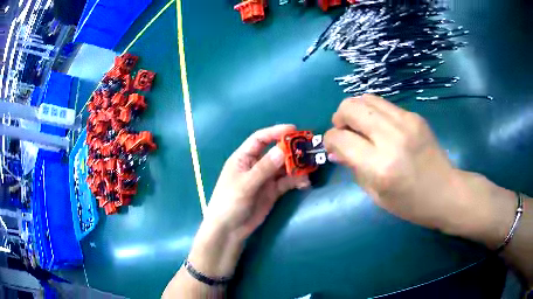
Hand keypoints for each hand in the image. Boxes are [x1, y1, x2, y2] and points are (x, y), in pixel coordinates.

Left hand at [205, 124, 310, 240]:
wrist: (229, 230)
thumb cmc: (230, 203)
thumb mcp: (245, 184)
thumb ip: (264, 168)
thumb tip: (282, 150)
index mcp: (243, 158)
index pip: (260, 139)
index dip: (275, 132)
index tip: (293, 130)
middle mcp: (256, 165)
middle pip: (275, 152)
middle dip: (291, 150)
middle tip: (307, 150)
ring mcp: (265, 179)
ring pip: (284, 167)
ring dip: (296, 167)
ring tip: (309, 170)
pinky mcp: (273, 191)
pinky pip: (287, 182)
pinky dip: (296, 181)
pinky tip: (304, 184)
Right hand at [324, 95, 479, 231]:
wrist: (445, 192)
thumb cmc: (409, 203)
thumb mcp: (375, 195)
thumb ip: (353, 168)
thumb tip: (336, 149)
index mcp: (380, 166)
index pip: (341, 138)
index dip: (329, 139)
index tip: (332, 146)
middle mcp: (392, 137)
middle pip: (351, 107)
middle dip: (339, 117)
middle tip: (343, 131)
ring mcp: (406, 122)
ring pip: (366, 99)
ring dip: (355, 110)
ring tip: (359, 126)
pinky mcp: (414, 116)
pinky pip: (384, 105)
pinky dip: (374, 113)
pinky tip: (379, 128)